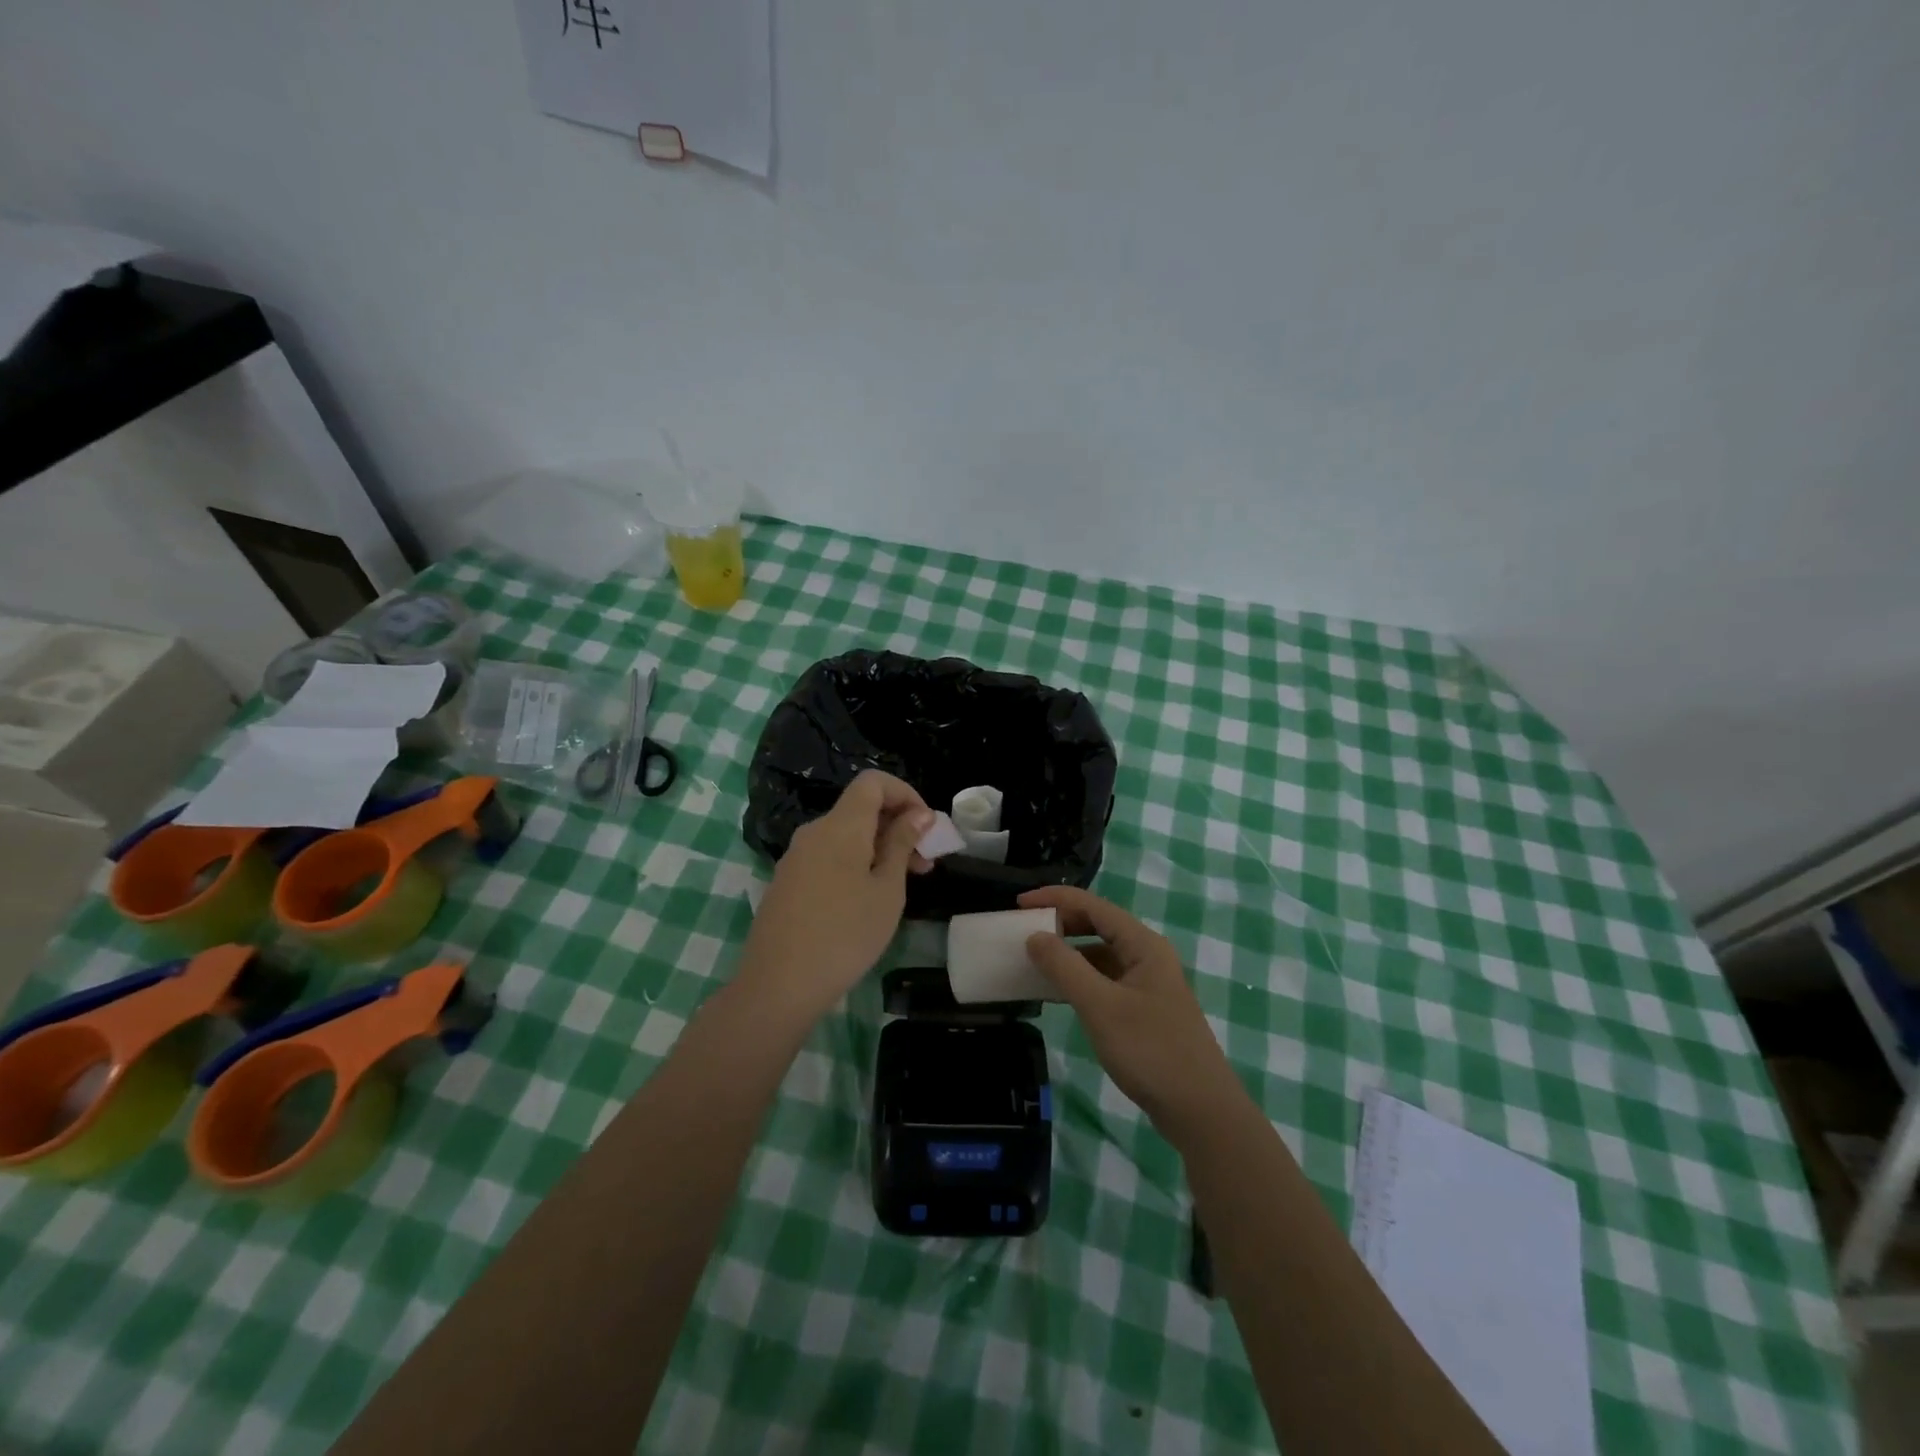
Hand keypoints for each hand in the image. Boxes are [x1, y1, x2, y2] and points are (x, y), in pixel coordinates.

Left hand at [740, 771, 934, 1019]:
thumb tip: (918, 813)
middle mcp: (814, 831)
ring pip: (845, 835)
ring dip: (878, 848)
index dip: (905, 793)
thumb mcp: (887, 890)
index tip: (926, 827)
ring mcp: (796, 857)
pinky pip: (828, 856)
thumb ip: (902, 844)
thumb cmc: (845, 934)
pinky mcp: (787, 881)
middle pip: (860, 809)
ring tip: (902, 886)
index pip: (873, 782)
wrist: (778, 985)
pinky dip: (855, 863)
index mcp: (841, 826)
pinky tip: (866, 900)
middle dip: (897, 826)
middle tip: (924, 864)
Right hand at [1020, 886, 1246, 1142]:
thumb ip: (1065, 967)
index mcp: (1142, 944)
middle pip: (1098, 925)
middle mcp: (1147, 955)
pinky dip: (1079, 980)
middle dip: (1061, 923)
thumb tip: (1035, 935)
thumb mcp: (1100, 1007)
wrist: (1201, 1111)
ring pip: (1100, 954)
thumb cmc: (1150, 1051)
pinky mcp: (1144, 1009)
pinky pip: (1105, 980)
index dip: (1055, 898)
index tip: (1018, 904)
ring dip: (1068, 954)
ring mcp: (1147, 983)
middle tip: (1023, 931)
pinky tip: (1057, 994)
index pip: (1093, 905)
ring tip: (1033, 961)